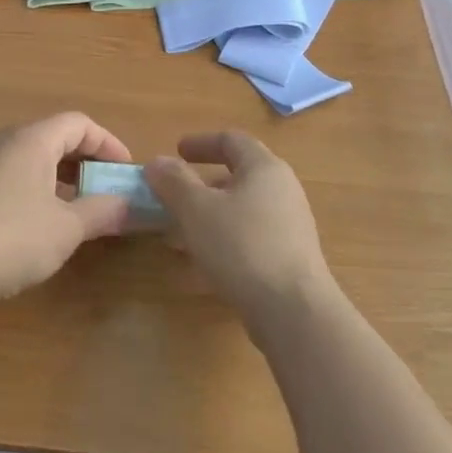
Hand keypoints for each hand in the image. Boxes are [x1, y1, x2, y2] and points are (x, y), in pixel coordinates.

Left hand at [0, 114, 133, 308]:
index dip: (108, 143)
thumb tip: (129, 206)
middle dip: (88, 161)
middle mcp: (8, 142)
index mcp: (33, 139)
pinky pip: (17, 175)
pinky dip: (41, 189)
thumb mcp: (66, 228)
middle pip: (56, 137)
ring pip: (35, 158)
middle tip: (109, 189)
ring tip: (82, 208)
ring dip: (64, 177)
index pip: (79, 123)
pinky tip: (45, 223)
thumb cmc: (12, 236)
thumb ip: (101, 212)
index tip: (126, 172)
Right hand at [146, 132, 337, 326]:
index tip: (177, 151)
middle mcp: (282, 191)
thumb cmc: (242, 246)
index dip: (201, 143)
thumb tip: (157, 162)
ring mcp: (289, 227)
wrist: (294, 311)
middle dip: (199, 187)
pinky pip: (249, 239)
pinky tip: (199, 267)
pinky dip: (222, 242)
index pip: (232, 141)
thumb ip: (174, 182)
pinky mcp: (289, 259)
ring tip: (176, 237)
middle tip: (171, 198)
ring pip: (240, 212)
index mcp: (264, 168)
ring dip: (207, 218)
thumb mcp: (196, 210)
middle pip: (236, 177)